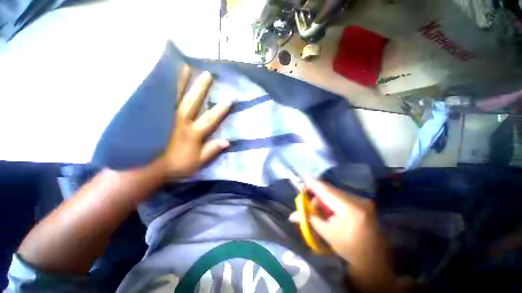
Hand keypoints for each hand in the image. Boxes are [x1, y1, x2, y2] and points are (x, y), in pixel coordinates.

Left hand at [161, 66, 230, 180]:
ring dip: (181, 82)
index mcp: (193, 132)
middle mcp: (181, 121)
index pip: (210, 119)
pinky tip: (160, 77)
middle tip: (207, 74)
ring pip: (174, 95)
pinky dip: (160, 87)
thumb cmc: (174, 166)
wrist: (144, 169)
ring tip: (185, 67)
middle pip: (193, 102)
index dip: (220, 110)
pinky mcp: (152, 116)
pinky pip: (158, 99)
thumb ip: (211, 150)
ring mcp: (165, 116)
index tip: (229, 100)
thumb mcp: (197, 162)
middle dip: (201, 88)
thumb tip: (227, 141)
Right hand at [290, 178, 406, 292]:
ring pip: (335, 192)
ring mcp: (363, 200)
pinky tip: (330, 209)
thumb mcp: (326, 233)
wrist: (373, 258)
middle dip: (317, 193)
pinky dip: (332, 199)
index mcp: (350, 209)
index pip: (327, 191)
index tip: (304, 177)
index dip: (314, 184)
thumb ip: (310, 218)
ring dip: (325, 197)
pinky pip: (341, 195)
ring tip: (320, 208)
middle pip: (331, 190)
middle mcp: (359, 200)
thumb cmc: (349, 248)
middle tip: (308, 198)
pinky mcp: (363, 201)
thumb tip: (292, 215)